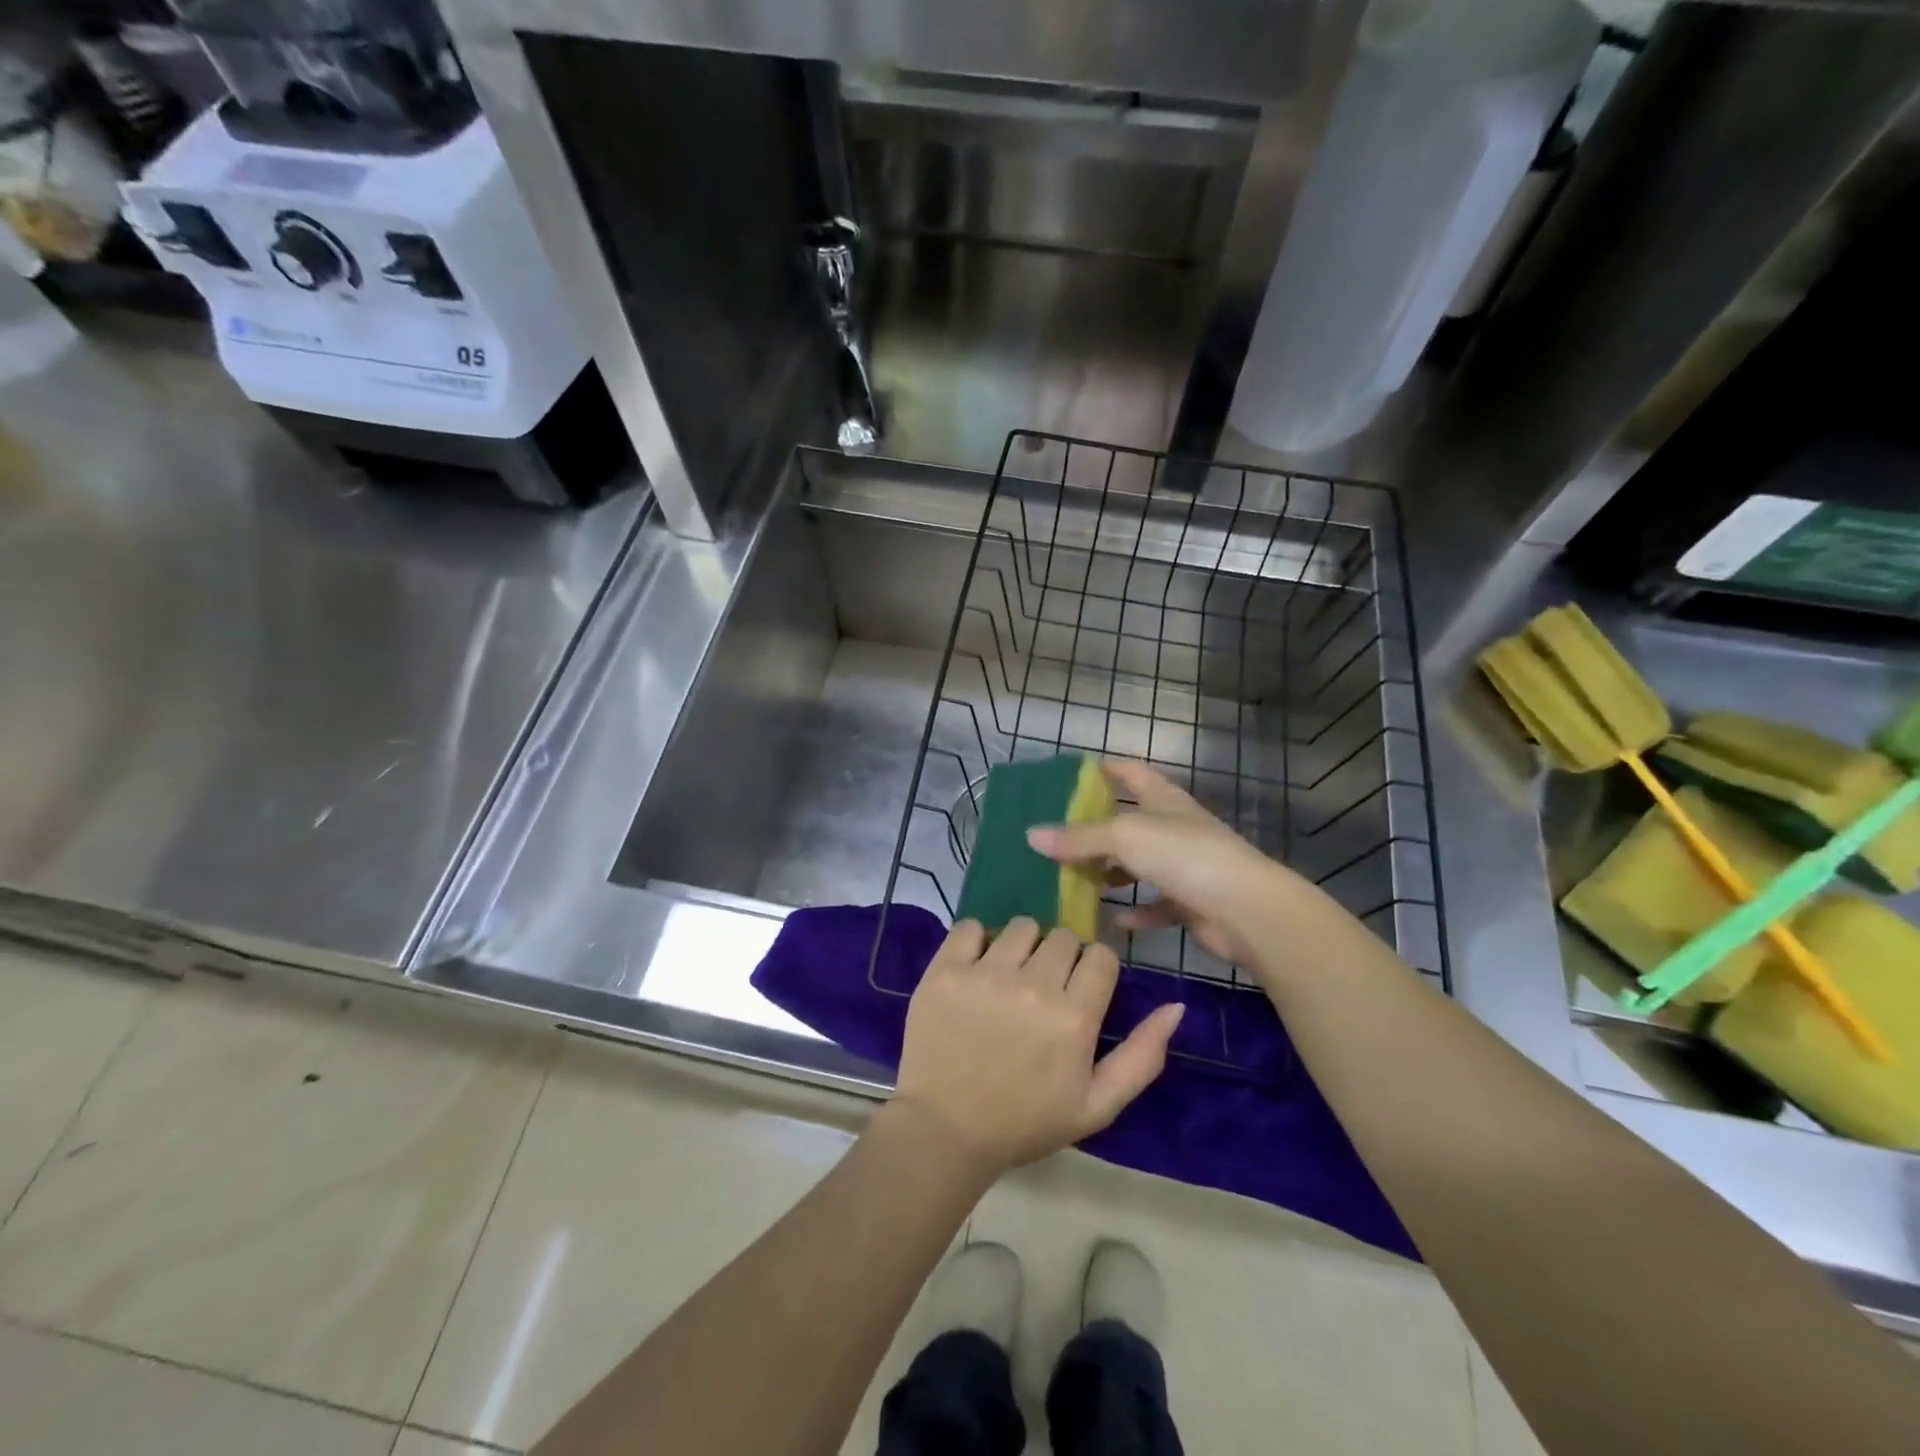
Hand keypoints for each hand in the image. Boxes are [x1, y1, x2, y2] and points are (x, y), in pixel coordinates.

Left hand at [891, 918, 1184, 1176]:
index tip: (1078, 992)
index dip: (1094, 971)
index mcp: (1074, 1017)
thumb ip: (1142, 1056)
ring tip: (1009, 977)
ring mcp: (985, 973)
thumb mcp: (1097, 1105)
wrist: (944, 1131)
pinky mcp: (945, 970)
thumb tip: (1176, 1006)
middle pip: (1063, 936)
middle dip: (1060, 958)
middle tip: (1042, 989)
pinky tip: (976, 968)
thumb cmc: (1025, 1122)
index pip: (1100, 956)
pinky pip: (969, 926)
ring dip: (1022, 946)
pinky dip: (976, 940)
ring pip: (1021, 926)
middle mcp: (1033, 985)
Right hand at [1026, 760, 1293, 968]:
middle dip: (1096, 830)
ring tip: (1075, 880)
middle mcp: (1174, 828)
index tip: (1074, 774)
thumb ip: (1079, 837)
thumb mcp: (1124, 837)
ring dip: (1111, 872)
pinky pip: (1156, 905)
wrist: (1245, 909)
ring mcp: (1185, 865)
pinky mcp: (1191, 902)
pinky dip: (1135, 911)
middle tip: (1057, 838)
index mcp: (1163, 800)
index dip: (1106, 769)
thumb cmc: (1184, 856)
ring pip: (1139, 865)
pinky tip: (1113, 920)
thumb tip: (1031, 835)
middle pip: (1130, 822)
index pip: (1132, 773)